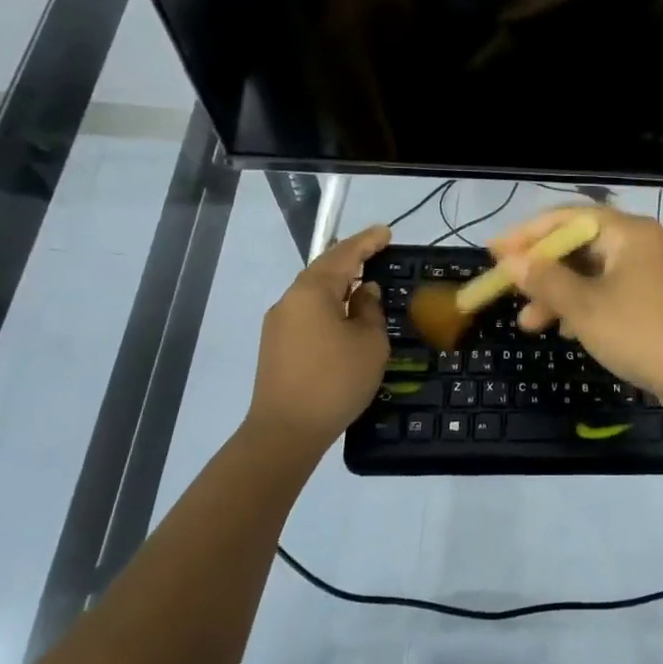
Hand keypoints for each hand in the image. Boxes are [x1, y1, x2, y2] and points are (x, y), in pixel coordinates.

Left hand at [248, 225, 391, 452]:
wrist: (285, 431)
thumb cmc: (335, 381)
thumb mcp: (369, 343)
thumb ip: (369, 310)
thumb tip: (364, 292)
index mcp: (313, 291)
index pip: (344, 254)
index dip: (368, 241)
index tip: (387, 232)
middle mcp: (290, 299)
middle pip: (324, 268)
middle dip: (351, 258)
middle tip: (377, 251)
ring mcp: (279, 322)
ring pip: (313, 291)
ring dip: (338, 283)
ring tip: (363, 283)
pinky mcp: (276, 344)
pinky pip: (307, 311)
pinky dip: (328, 304)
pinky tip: (343, 315)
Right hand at [488, 206, 662, 412]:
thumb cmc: (643, 333)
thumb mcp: (585, 307)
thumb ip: (546, 280)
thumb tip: (513, 260)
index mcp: (630, 233)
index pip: (569, 218)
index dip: (528, 233)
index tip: (495, 252)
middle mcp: (644, 245)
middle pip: (581, 246)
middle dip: (542, 270)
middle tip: (508, 290)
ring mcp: (656, 275)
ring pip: (595, 275)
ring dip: (560, 295)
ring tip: (530, 324)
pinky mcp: (661, 303)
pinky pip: (613, 294)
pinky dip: (586, 307)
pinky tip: (567, 332)